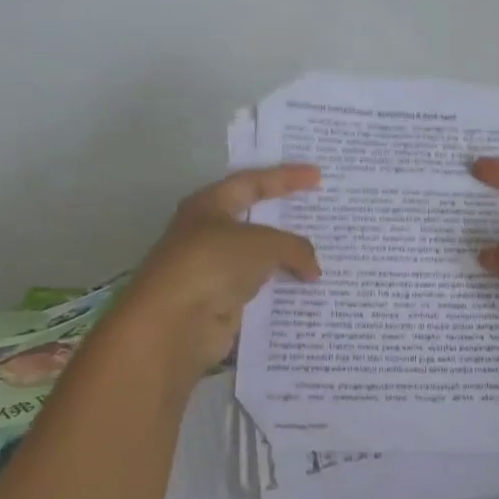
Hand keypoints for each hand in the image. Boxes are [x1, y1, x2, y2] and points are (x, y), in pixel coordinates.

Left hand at [113, 165, 322, 382]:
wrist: (175, 322)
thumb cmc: (214, 264)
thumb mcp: (263, 244)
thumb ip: (295, 248)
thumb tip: (313, 269)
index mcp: (209, 205)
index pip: (253, 182)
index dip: (286, 177)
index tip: (318, 176)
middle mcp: (208, 234)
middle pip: (255, 222)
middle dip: (287, 222)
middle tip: (320, 218)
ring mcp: (214, 270)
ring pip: (260, 260)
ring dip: (287, 261)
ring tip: (323, 260)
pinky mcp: (221, 303)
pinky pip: (260, 291)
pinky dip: (281, 291)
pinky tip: (307, 293)